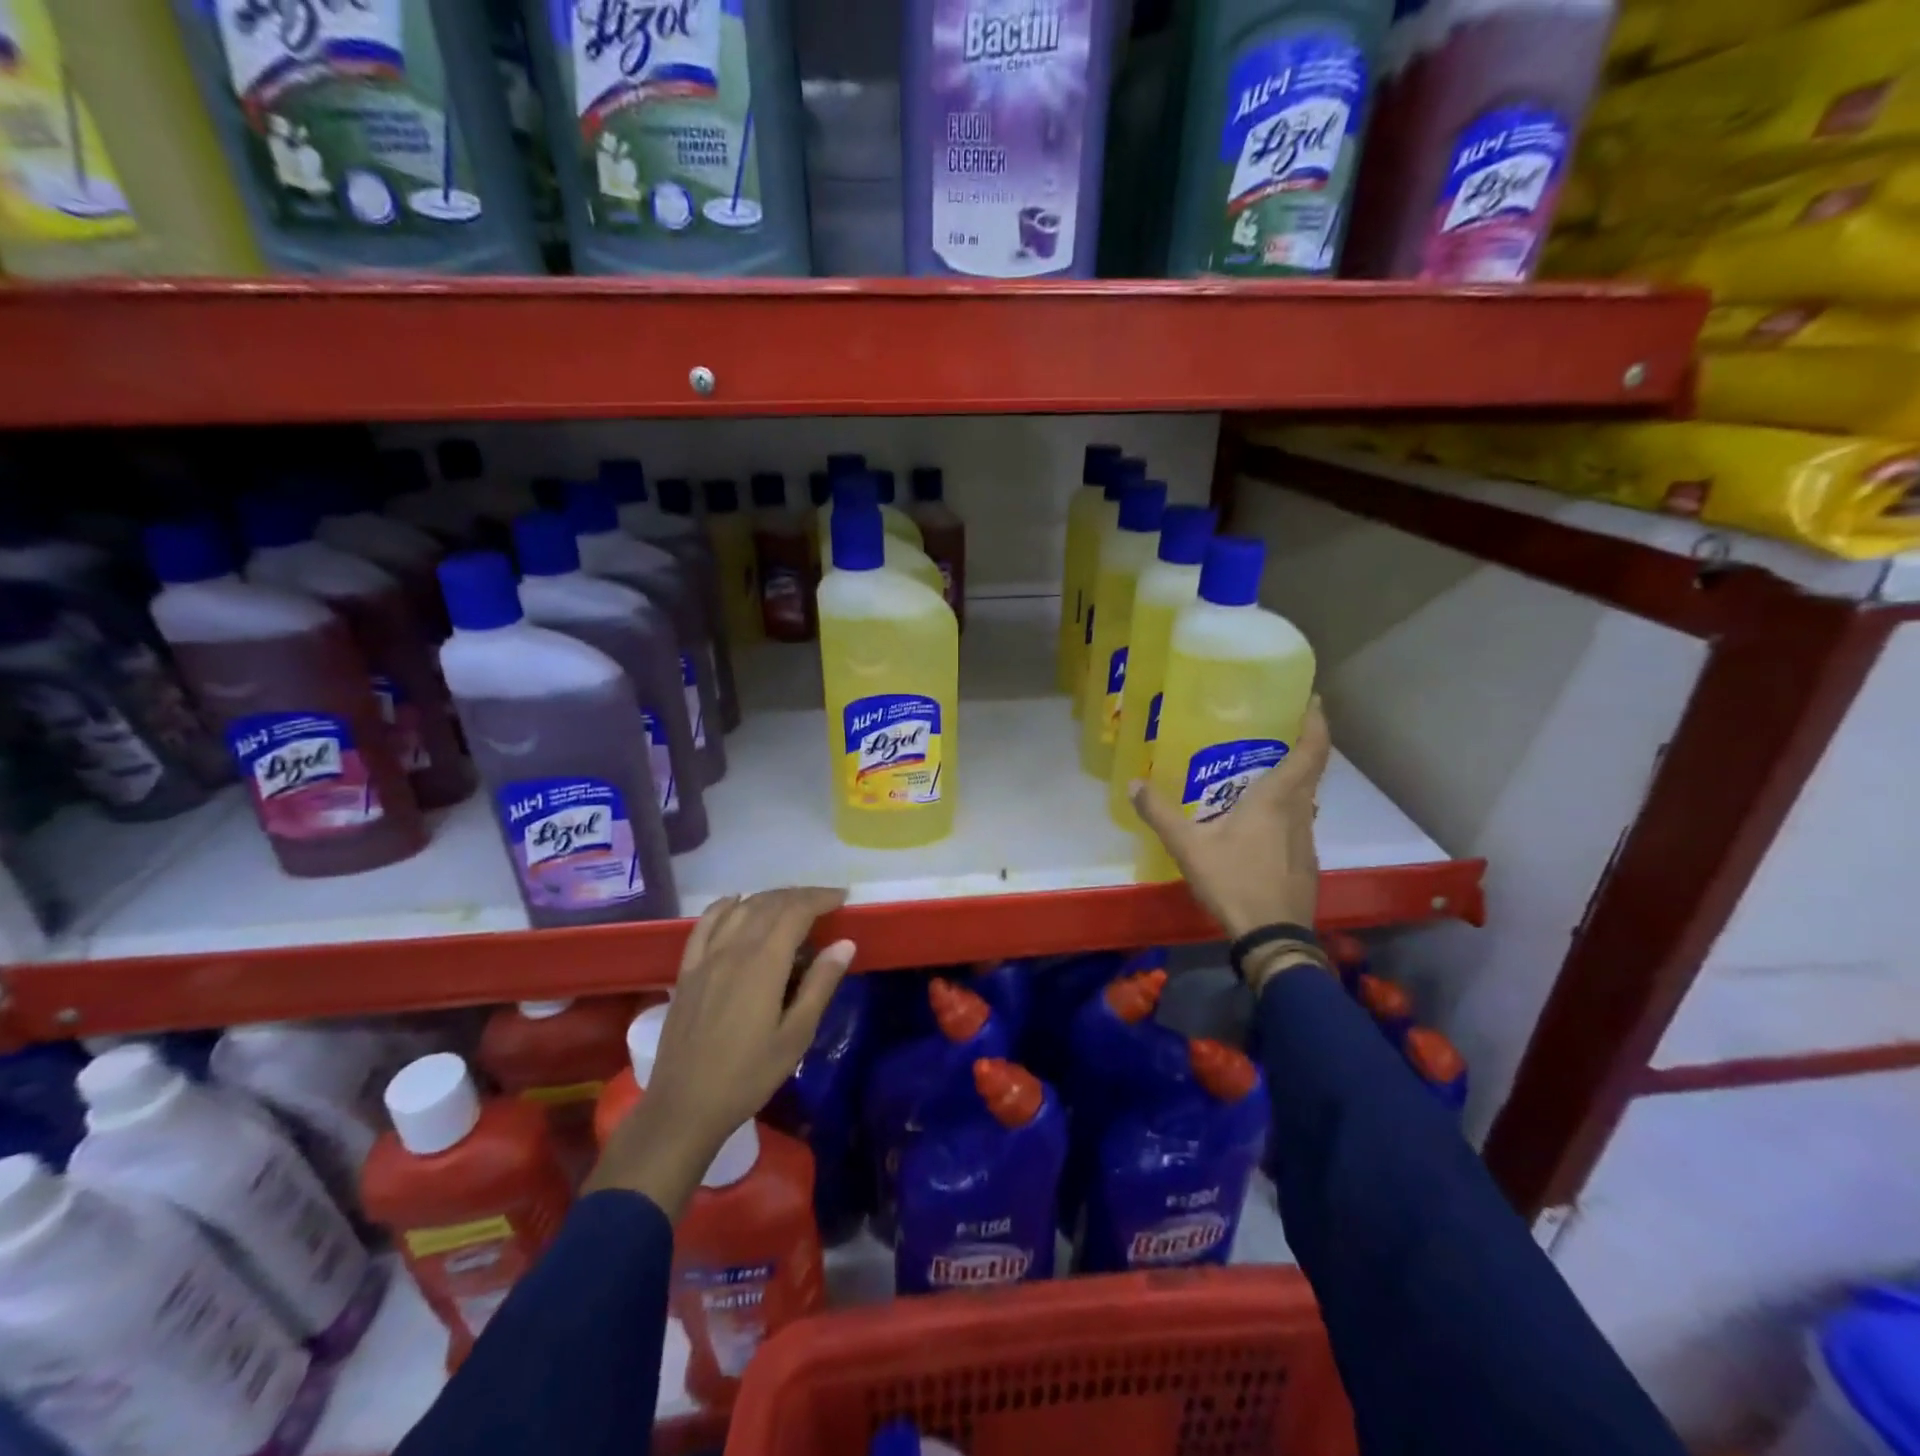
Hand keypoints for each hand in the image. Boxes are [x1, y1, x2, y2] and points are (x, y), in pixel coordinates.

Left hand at [586, 888, 854, 1216]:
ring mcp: (705, 958)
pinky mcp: (687, 971)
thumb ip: (820, 985)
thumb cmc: (747, 1076)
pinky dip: (724, 906)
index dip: (820, 898)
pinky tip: (735, 902)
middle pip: (769, 905)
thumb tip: (844, 943)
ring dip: (769, 898)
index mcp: (763, 964)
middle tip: (825, 902)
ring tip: (791, 903)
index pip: (795, 912)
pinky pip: (705, 924)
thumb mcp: (795, 1037)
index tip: (842, 898)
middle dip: (800, 896)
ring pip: (740, 909)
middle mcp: (733, 950)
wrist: (684, 1107)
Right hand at [1131, 696, 1331, 960]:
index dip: (1316, 722)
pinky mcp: (1305, 861)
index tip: (1313, 700)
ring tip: (1259, 774)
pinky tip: (1257, 824)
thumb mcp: (1188, 846)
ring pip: (1304, 799)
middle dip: (1300, 746)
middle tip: (1274, 731)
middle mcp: (1299, 812)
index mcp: (1277, 799)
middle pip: (1311, 771)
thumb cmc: (1234, 881)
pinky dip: (1284, 810)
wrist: (1271, 936)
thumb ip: (1160, 813)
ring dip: (1291, 781)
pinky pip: (1297, 823)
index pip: (1311, 750)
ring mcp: (1306, 839)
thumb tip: (1134, 783)